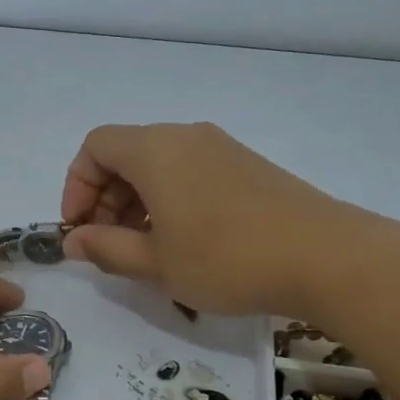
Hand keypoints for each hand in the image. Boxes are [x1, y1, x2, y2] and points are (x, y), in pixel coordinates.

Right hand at [60, 122, 349, 315]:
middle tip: (110, 247)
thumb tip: (74, 241)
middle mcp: (186, 136)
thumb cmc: (226, 258)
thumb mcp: (156, 262)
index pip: (95, 146)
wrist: (325, 256)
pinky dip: (171, 200)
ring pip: (160, 165)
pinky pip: (191, 173)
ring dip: (138, 203)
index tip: (80, 230)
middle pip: (127, 154)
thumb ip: (106, 248)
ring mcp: (222, 148)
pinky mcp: (248, 166)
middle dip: (106, 199)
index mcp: (155, 150)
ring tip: (146, 252)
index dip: (77, 186)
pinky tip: (185, 243)